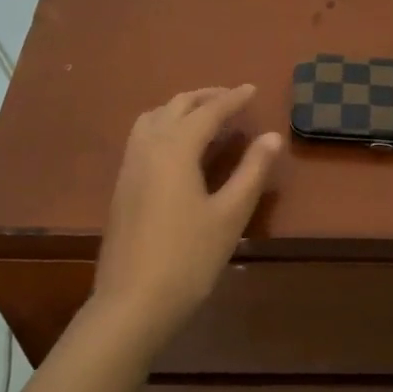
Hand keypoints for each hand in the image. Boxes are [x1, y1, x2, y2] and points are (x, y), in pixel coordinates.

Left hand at [93, 85, 283, 347]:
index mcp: (175, 149)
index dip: (233, 99)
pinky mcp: (122, 186)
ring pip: (153, 119)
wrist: (133, 302)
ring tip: (205, 117)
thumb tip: (271, 136)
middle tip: (232, 99)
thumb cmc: (188, 258)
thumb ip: (251, 171)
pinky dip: (164, 126)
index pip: (208, 112)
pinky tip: (179, 148)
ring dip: (180, 109)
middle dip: (205, 97)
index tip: (253, 89)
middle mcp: (147, 148)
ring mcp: (129, 167)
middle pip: (176, 107)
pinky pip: (142, 138)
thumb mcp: (229, 215)